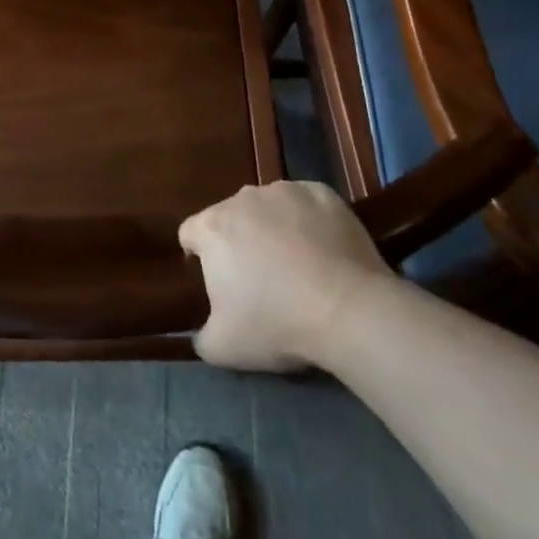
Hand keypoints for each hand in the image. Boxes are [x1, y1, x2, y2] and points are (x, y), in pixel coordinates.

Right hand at [179, 182, 386, 371]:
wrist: (348, 309)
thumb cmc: (276, 324)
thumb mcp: (223, 348)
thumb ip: (201, 336)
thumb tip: (200, 331)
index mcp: (212, 227)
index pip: (190, 233)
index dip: (200, 257)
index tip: (219, 283)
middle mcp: (242, 198)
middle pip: (231, 217)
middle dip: (240, 242)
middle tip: (261, 279)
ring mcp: (284, 190)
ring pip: (269, 207)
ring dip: (274, 228)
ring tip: (298, 265)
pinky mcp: (321, 192)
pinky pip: (306, 204)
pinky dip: (309, 222)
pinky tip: (325, 251)